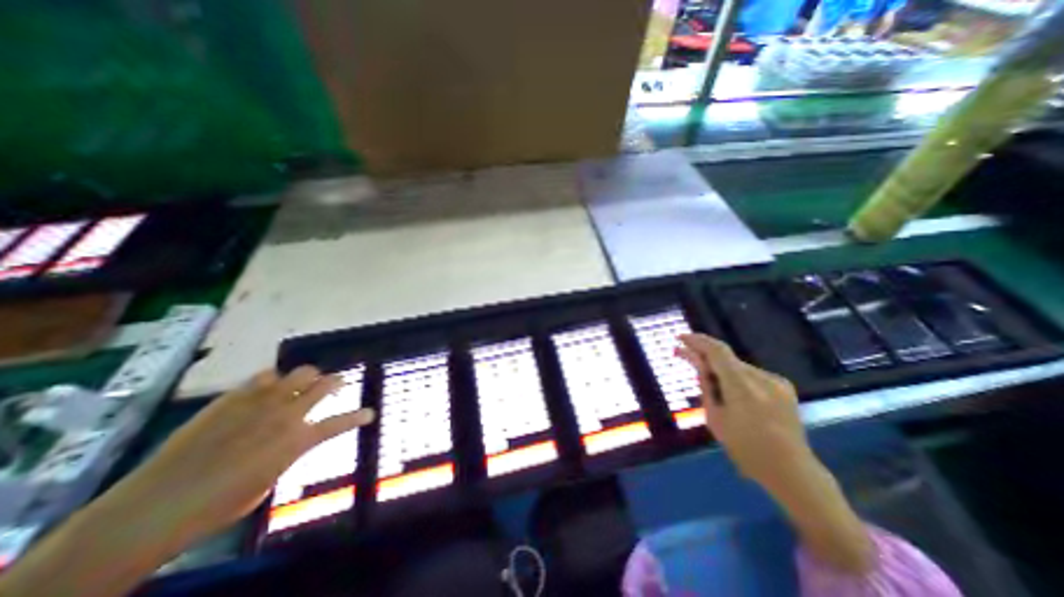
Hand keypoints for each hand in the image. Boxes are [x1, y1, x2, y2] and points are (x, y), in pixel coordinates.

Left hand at [0, 369, 374, 596]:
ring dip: (307, 378)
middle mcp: (286, 414)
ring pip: (300, 373)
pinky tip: (267, 388)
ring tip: (303, 383)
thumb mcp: (267, 484)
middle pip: (324, 384)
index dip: (359, 416)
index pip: (339, 422)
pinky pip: (263, 376)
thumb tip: (287, 443)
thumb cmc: (217, 506)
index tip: (370, 412)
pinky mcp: (234, 397)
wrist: (154, 506)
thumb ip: (285, 455)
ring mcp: (261, 401)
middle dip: (337, 382)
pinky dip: (272, 379)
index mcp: (298, 440)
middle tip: (338, 384)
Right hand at [682, 337, 871, 572]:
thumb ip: (704, 383)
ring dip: (718, 367)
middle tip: (683, 356)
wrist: (792, 471)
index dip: (697, 340)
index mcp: (743, 388)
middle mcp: (762, 378)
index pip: (717, 351)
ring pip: (737, 365)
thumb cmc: (745, 449)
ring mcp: (776, 381)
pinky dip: (734, 375)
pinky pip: (750, 373)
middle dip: (703, 354)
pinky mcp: (783, 386)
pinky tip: (728, 390)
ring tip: (706, 379)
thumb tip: (692, 358)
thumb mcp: (715, 417)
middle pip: (726, 357)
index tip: (680, 338)